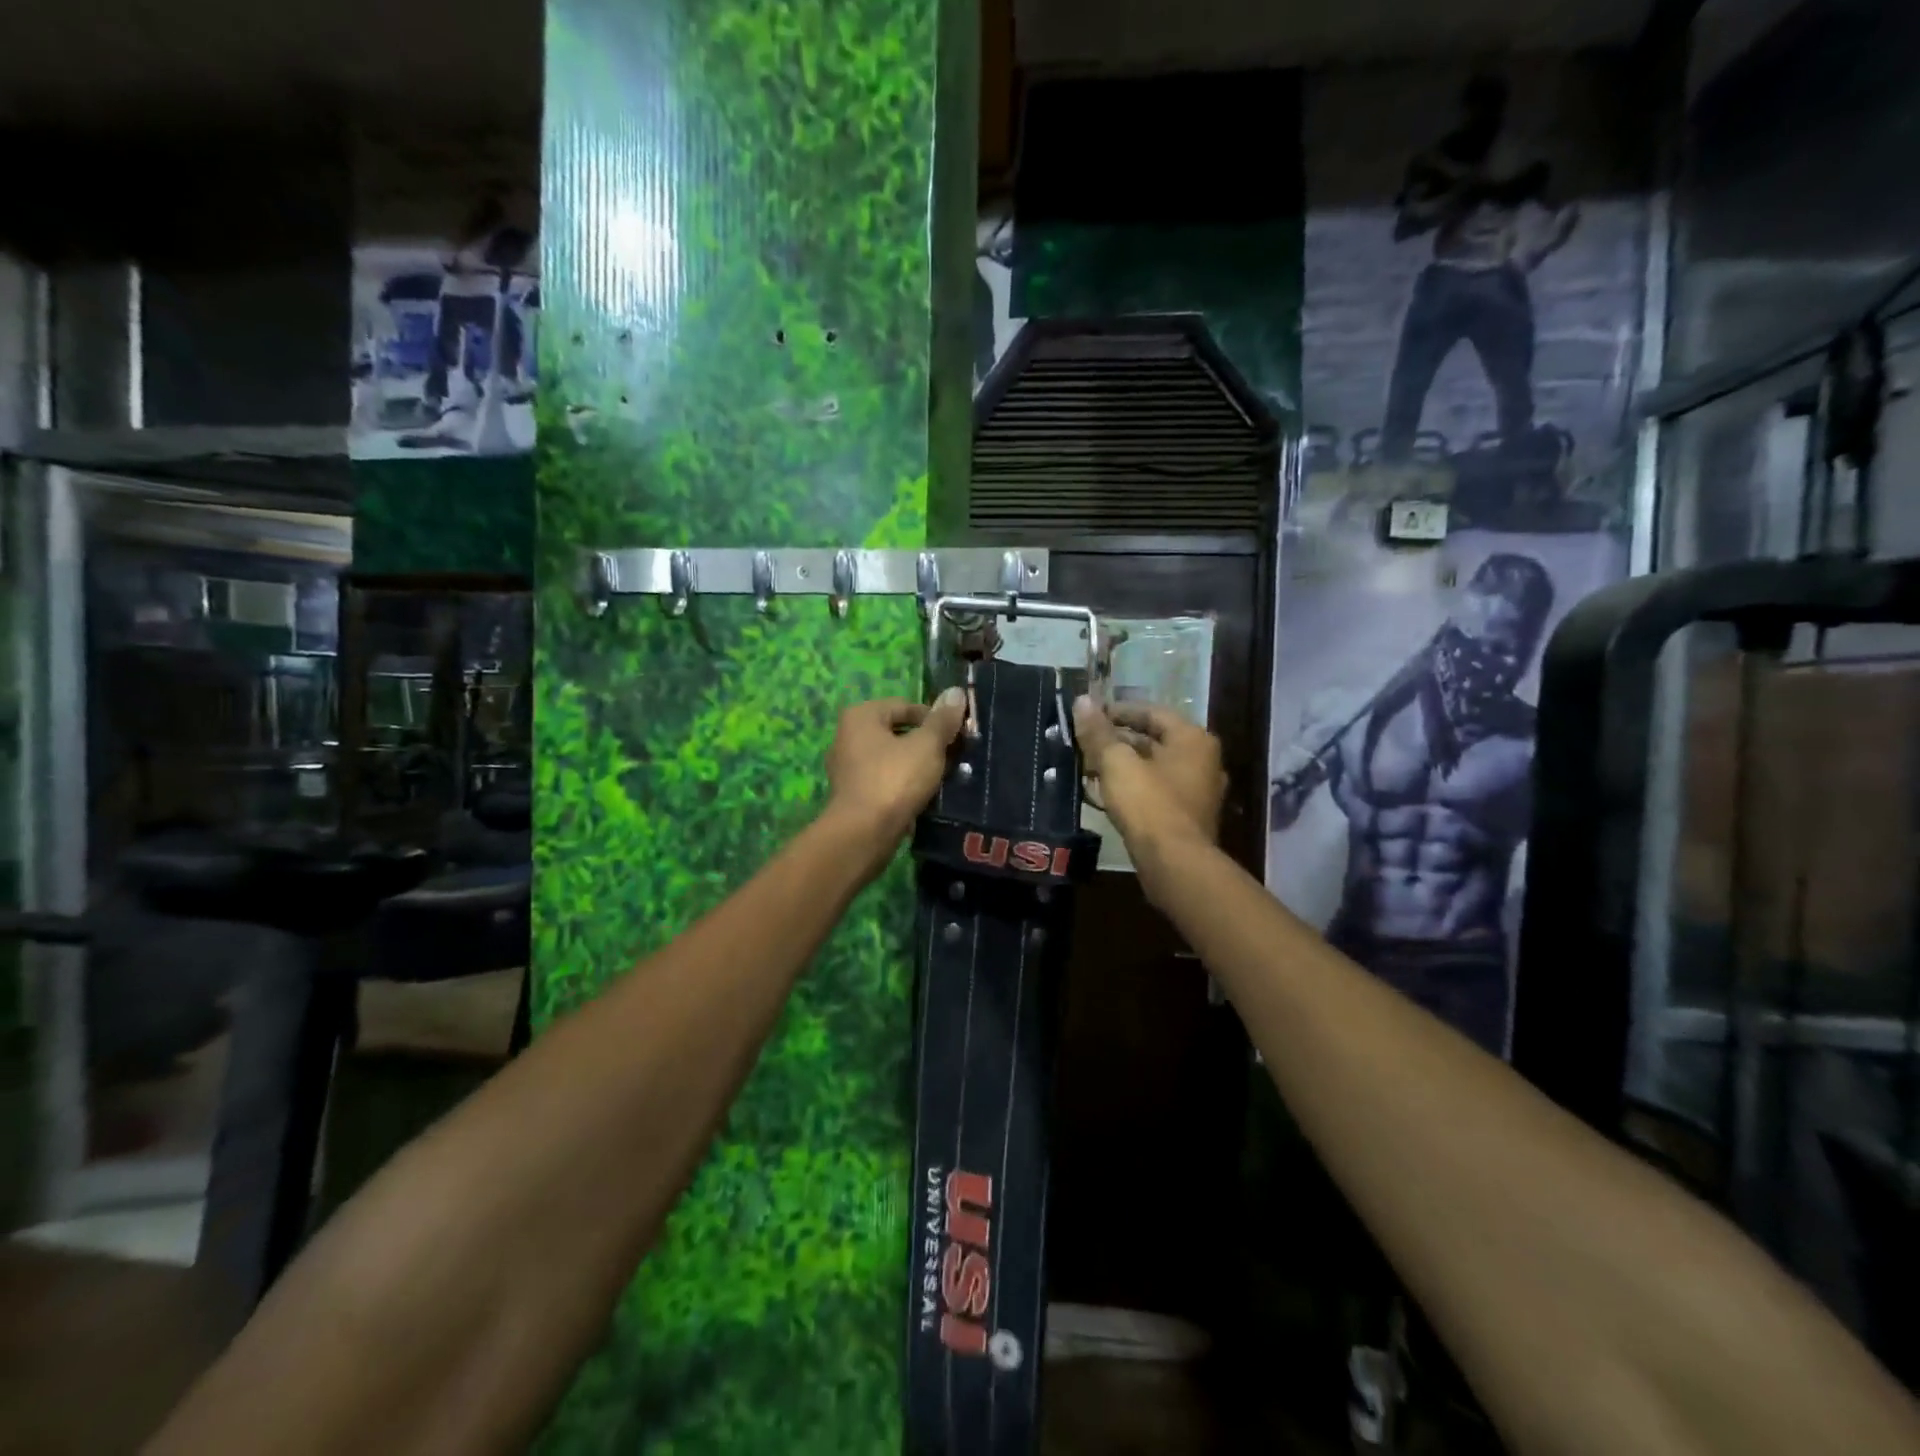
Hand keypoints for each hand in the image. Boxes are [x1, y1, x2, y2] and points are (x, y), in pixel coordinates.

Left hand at [823, 690, 968, 843]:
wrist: (863, 834)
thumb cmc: (894, 780)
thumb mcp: (927, 746)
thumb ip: (942, 720)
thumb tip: (956, 692)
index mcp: (861, 716)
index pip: (905, 705)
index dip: (934, 718)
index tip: (956, 736)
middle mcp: (847, 737)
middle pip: (897, 732)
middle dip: (926, 744)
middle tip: (952, 757)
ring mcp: (847, 768)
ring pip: (892, 759)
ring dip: (916, 766)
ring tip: (941, 779)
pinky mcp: (852, 795)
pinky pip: (884, 781)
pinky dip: (903, 786)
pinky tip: (923, 798)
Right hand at [1072, 697, 1226, 874]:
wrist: (1174, 863)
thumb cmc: (1148, 804)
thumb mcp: (1116, 762)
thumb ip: (1098, 732)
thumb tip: (1082, 700)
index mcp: (1193, 739)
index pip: (1151, 712)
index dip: (1117, 711)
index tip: (1088, 715)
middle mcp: (1203, 761)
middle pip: (1153, 740)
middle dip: (1116, 741)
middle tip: (1084, 743)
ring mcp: (1198, 791)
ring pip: (1153, 767)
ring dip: (1122, 766)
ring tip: (1087, 768)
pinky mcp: (1187, 817)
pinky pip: (1156, 792)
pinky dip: (1132, 787)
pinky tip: (1104, 794)